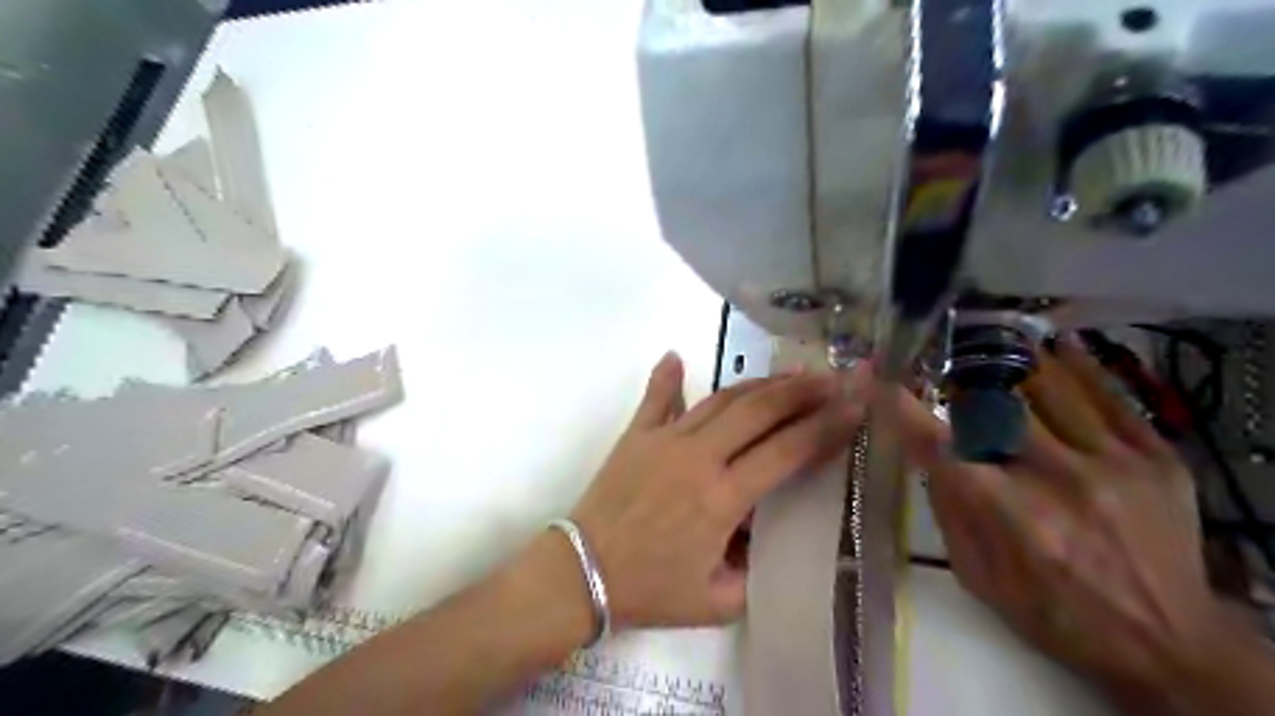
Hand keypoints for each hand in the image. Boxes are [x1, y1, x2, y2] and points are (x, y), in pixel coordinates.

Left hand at [573, 356, 872, 628]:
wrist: (581, 573)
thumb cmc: (649, 591)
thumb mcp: (716, 601)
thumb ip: (754, 573)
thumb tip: (766, 539)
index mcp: (722, 499)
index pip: (787, 452)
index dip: (826, 427)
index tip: (855, 406)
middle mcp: (698, 458)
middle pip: (759, 411)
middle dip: (801, 391)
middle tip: (832, 378)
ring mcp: (664, 439)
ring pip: (720, 400)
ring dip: (758, 384)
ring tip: (789, 373)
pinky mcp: (636, 435)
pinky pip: (656, 399)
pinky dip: (668, 377)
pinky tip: (677, 357)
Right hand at [895, 339, 1224, 697]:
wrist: (1167, 644)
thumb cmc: (1053, 614)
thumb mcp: (977, 575)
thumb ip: (948, 509)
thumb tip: (927, 454)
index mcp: (1006, 514)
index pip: (938, 442)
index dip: (902, 407)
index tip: (878, 381)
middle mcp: (1056, 479)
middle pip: (993, 406)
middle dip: (962, 388)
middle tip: (949, 379)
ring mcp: (1112, 463)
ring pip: (1048, 388)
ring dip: (1012, 370)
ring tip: (994, 351)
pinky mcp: (1156, 459)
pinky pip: (1111, 396)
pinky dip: (1078, 367)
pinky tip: (1058, 346)